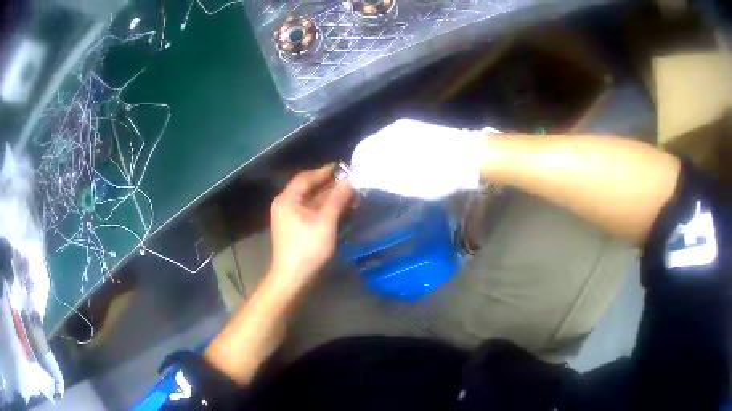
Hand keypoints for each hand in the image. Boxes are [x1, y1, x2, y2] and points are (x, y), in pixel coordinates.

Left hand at [268, 164, 351, 293]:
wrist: (294, 278)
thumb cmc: (308, 248)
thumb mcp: (325, 221)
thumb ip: (337, 198)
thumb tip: (350, 179)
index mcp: (288, 199)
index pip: (306, 178)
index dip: (325, 171)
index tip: (344, 167)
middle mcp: (286, 205)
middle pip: (309, 189)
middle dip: (331, 186)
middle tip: (352, 183)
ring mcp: (290, 218)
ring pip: (312, 202)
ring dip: (331, 198)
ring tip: (352, 196)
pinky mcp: (297, 229)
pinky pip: (312, 213)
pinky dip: (326, 210)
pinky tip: (342, 210)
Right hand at [349, 118, 495, 199]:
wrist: (473, 158)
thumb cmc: (435, 173)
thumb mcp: (402, 181)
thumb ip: (374, 178)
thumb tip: (355, 177)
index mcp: (386, 138)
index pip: (360, 152)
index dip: (358, 170)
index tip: (364, 187)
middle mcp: (394, 128)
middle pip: (373, 147)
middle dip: (373, 167)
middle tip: (382, 187)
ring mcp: (411, 127)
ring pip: (388, 146)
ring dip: (387, 163)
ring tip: (399, 180)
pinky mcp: (425, 130)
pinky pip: (403, 144)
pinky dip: (401, 157)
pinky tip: (413, 168)